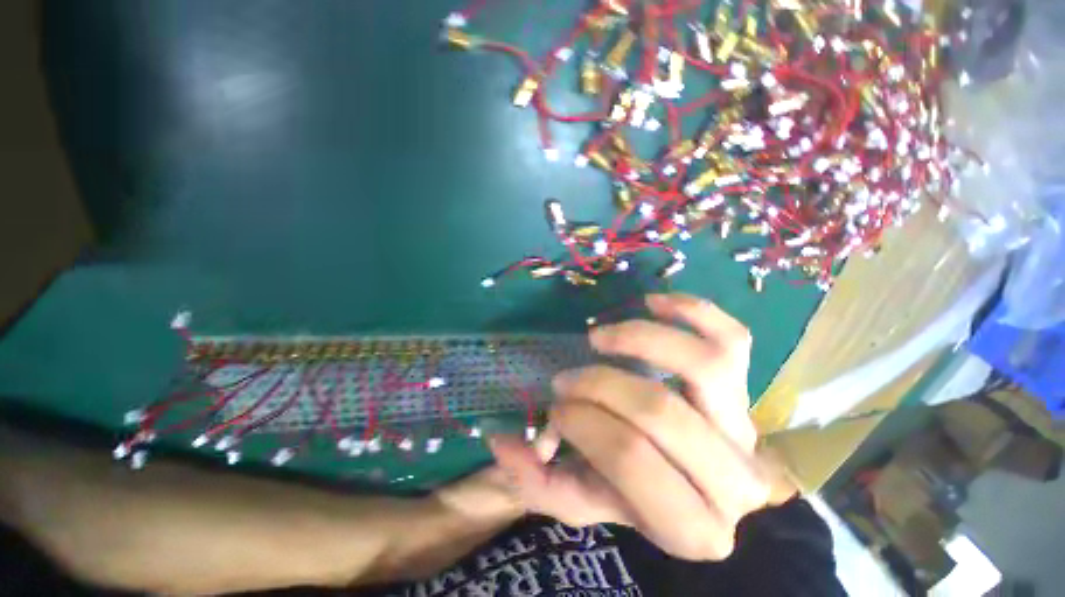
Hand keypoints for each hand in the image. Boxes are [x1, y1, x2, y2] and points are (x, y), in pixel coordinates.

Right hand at [489, 293, 790, 560]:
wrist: (691, 487)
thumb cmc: (631, 495)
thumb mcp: (582, 500)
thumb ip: (540, 483)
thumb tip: (502, 442)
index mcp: (691, 528)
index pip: (629, 458)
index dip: (581, 422)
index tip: (556, 406)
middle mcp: (733, 480)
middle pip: (660, 411)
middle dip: (599, 385)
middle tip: (566, 378)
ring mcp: (745, 425)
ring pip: (704, 364)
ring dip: (639, 339)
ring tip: (599, 337)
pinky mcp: (746, 385)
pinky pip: (733, 337)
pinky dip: (692, 310)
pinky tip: (652, 302)